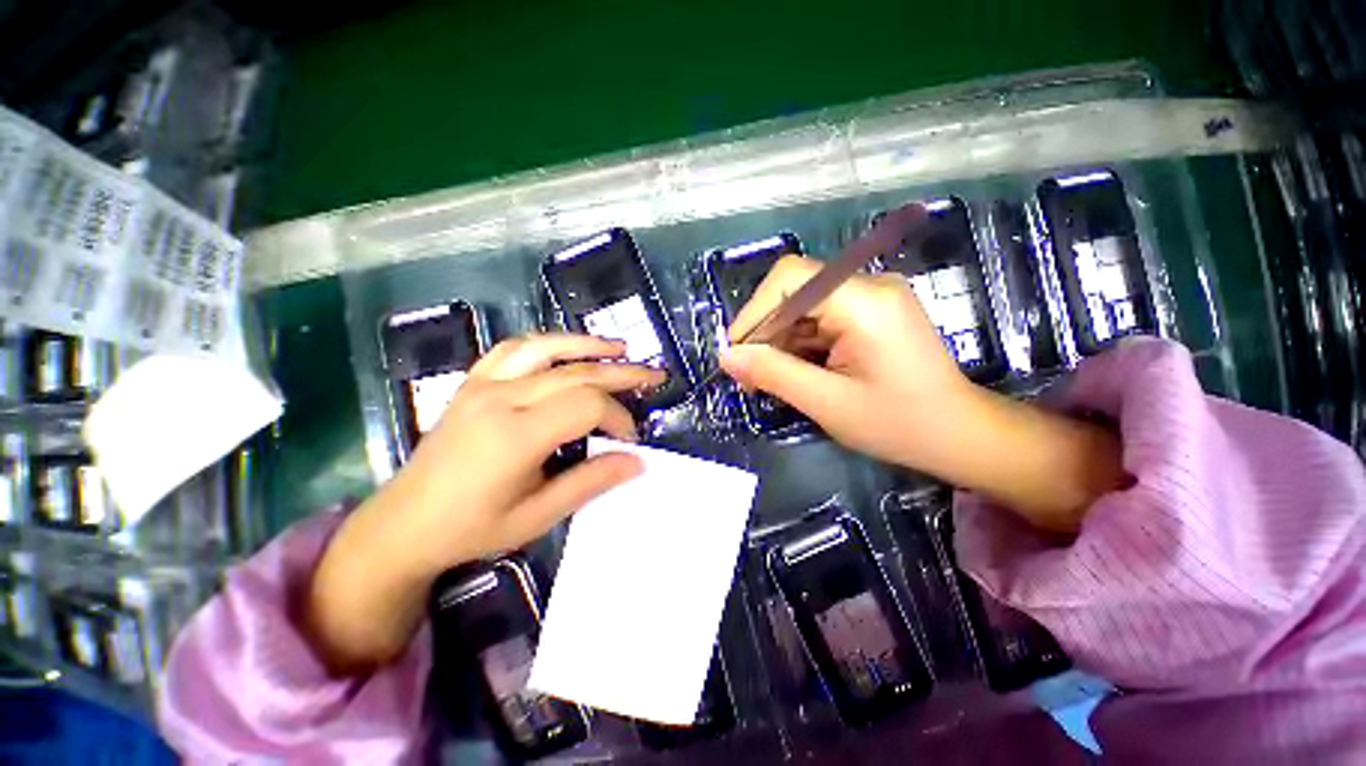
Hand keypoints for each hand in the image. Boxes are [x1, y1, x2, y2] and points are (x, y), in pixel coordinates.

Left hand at [306, 334, 663, 672]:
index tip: (630, 438)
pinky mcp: (473, 382)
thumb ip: (591, 481)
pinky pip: (514, 348)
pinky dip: (548, 343)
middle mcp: (501, 399)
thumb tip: (637, 460)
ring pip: (547, 349)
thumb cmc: (473, 528)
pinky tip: (566, 347)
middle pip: (576, 373)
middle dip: (622, 373)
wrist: (404, 524)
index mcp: (516, 436)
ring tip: (620, 348)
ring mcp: (483, 385)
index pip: (586, 405)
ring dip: (588, 345)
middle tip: (654, 376)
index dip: (618, 416)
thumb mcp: (538, 516)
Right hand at [721, 255, 971, 467]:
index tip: (736, 353)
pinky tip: (794, 371)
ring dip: (780, 340)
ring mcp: (872, 297)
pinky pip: (820, 317)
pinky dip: (799, 343)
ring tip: (769, 379)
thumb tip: (727, 357)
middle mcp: (869, 286)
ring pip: (803, 305)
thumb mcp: (827, 402)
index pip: (790, 278)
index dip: (754, 312)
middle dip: (765, 331)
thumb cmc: (899, 424)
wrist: (960, 434)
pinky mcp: (871, 312)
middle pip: (795, 290)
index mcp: (864, 301)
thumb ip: (773, 374)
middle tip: (750, 374)